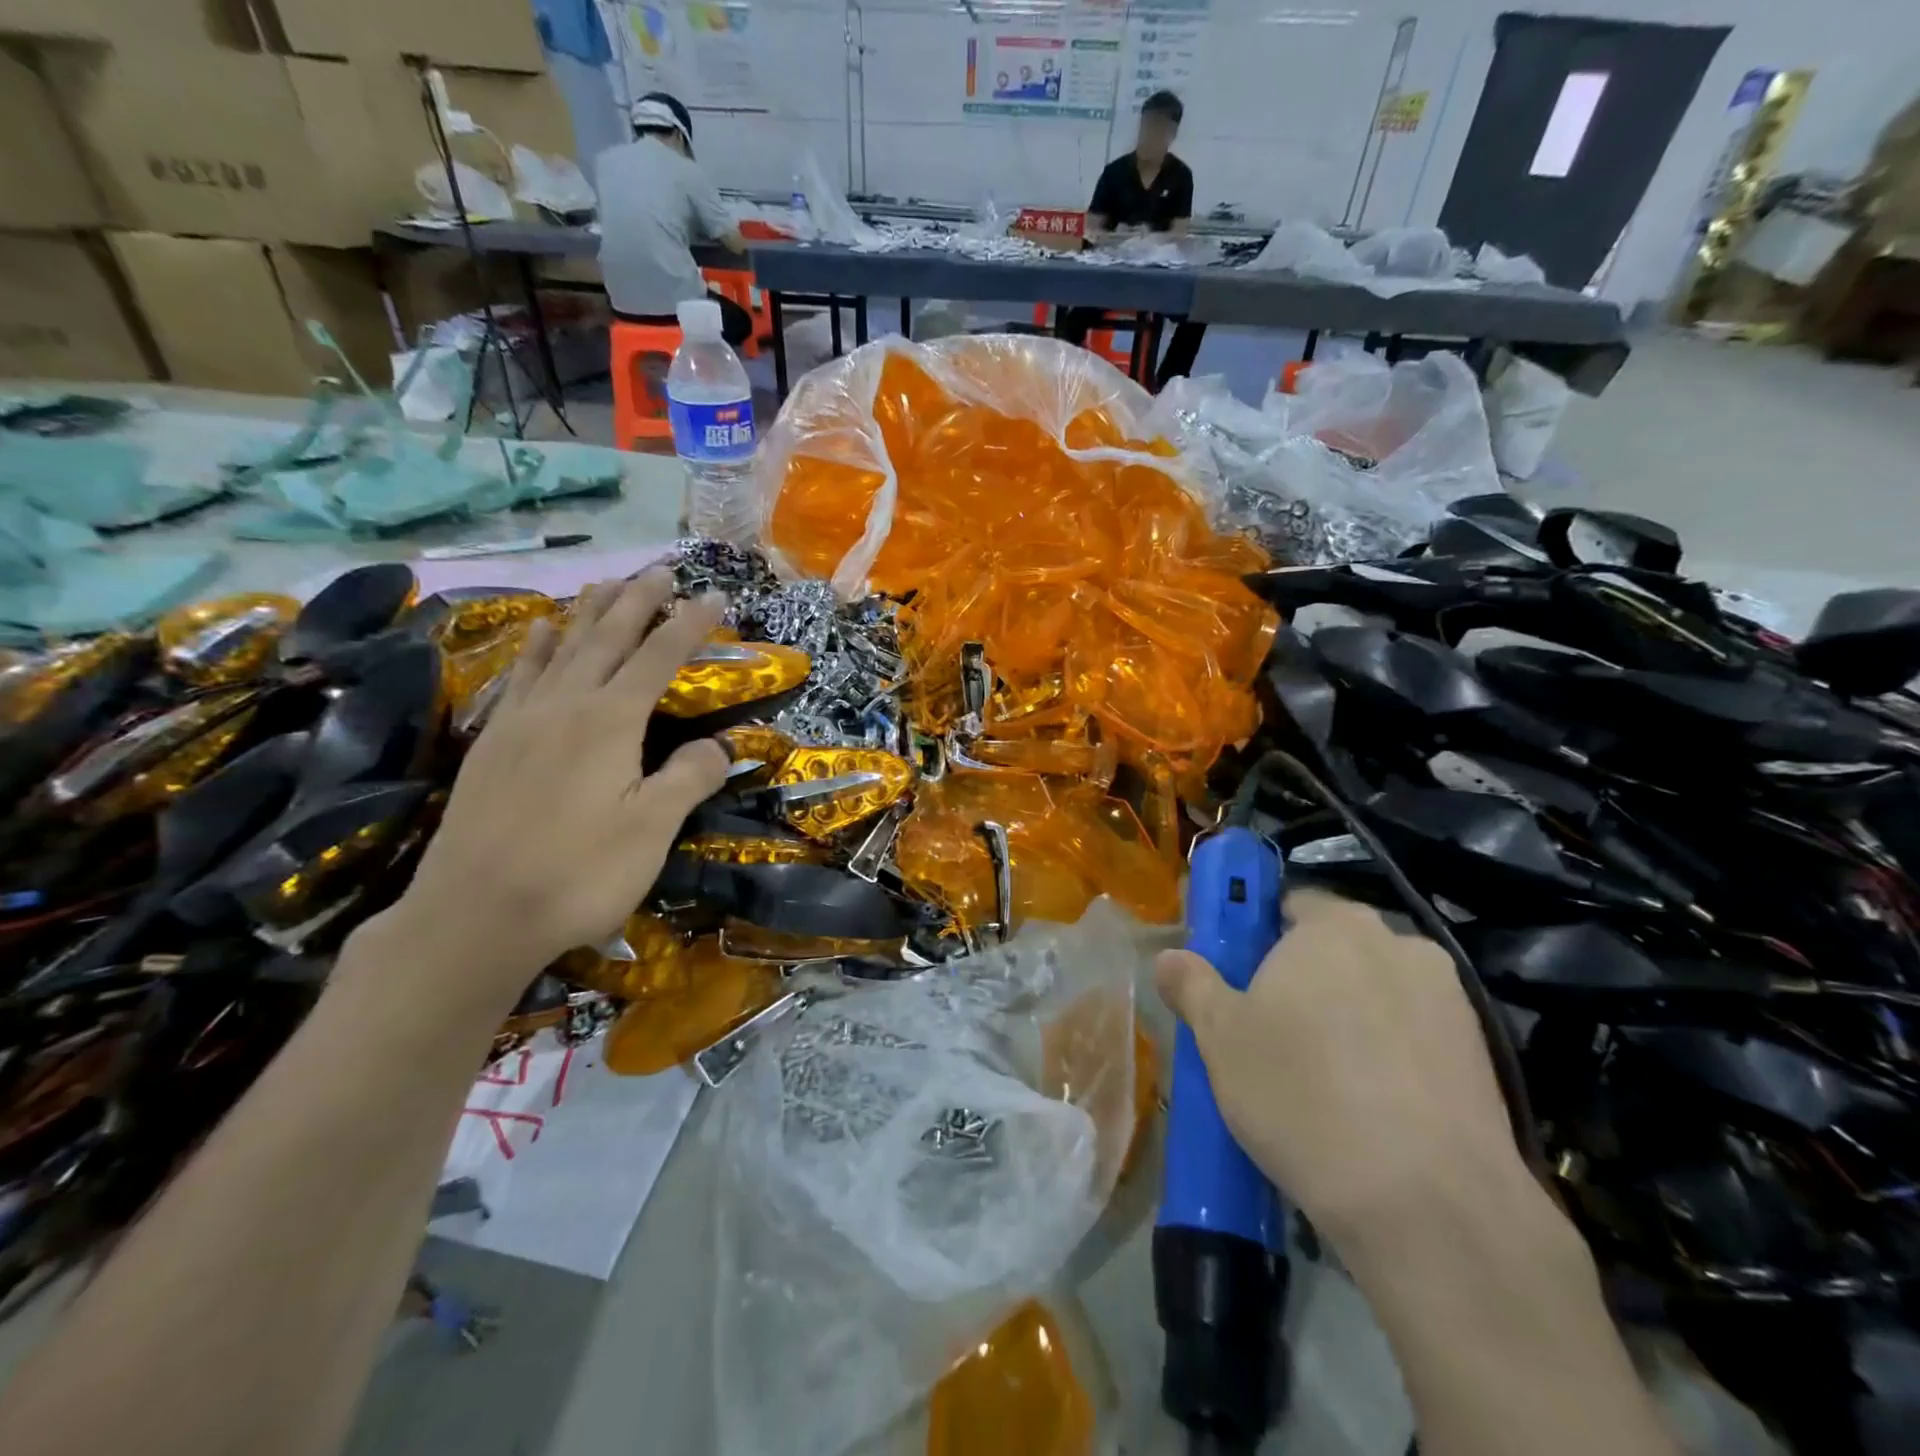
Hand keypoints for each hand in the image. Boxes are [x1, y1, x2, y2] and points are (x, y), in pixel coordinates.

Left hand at [373, 573, 728, 1012]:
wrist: (475, 915)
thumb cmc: (578, 873)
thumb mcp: (652, 828)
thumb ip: (689, 777)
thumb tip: (720, 745)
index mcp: (610, 720)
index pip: (659, 657)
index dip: (689, 624)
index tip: (715, 597)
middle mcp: (565, 705)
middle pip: (607, 638)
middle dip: (638, 601)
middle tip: (660, 569)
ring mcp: (522, 720)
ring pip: (562, 649)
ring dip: (588, 613)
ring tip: (606, 583)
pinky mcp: (494, 742)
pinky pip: (521, 676)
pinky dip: (537, 648)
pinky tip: (540, 633)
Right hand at [1154, 889, 1524, 1244]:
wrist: (1431, 1207)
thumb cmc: (1303, 1095)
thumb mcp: (1220, 1038)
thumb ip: (1191, 985)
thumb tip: (1169, 957)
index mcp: (1334, 926)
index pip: (1289, 903)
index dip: (1258, 936)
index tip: (1241, 979)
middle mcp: (1399, 944)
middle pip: (1336, 948)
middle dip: (1306, 979)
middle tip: (1272, 1032)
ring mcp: (1451, 1000)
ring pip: (1379, 994)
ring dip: (1352, 1017)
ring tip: (1325, 1080)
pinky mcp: (1484, 1057)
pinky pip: (1417, 1038)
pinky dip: (1393, 1057)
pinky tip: (1373, 1110)